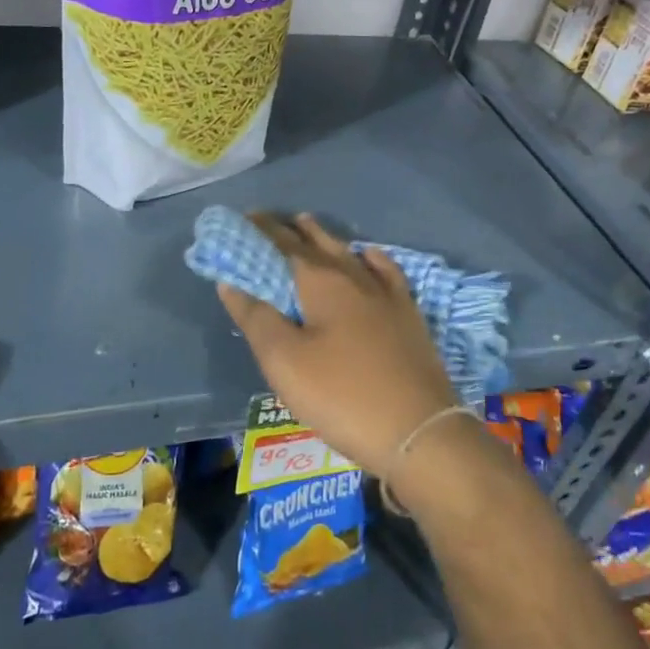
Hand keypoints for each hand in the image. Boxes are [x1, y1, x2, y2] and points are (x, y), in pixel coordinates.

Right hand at [217, 213, 458, 473]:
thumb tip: (231, 281)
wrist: (418, 430)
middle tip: (271, 222)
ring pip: (350, 252)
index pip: (284, 244)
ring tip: (308, 227)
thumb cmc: (342, 395)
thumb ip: (256, 317)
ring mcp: (387, 294)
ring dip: (325, 238)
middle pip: (318, 242)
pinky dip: (369, 258)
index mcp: (321, 282)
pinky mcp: (408, 314)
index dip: (262, 230)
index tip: (244, 218)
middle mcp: (355, 276)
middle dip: (292, 229)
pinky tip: (367, 256)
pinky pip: (385, 270)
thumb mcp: (284, 362)